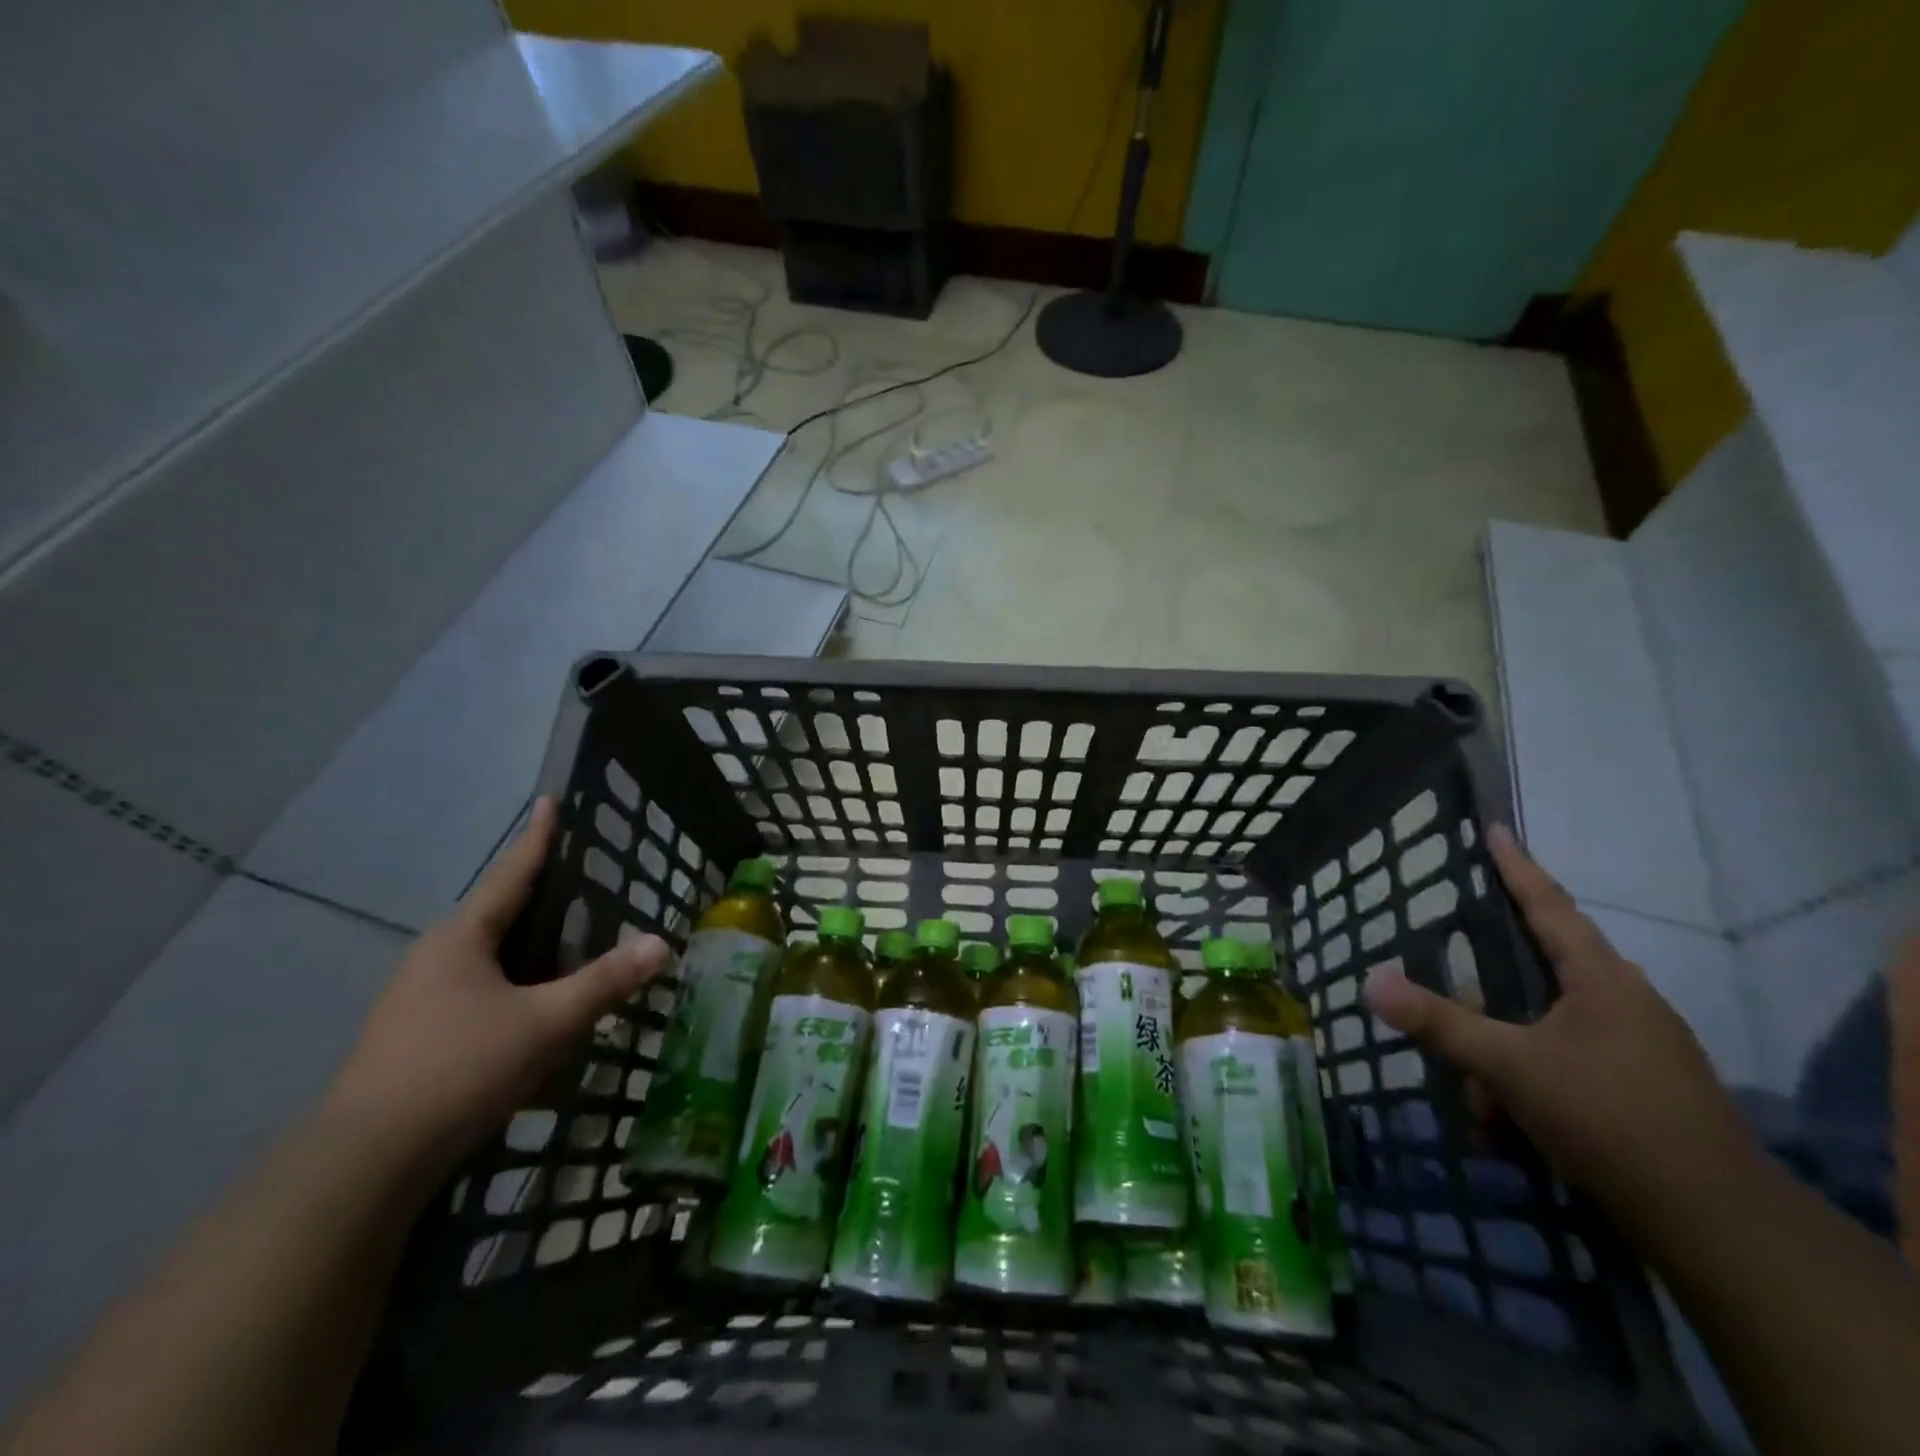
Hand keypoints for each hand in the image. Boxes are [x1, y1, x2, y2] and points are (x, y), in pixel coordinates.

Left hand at [325, 798, 667, 1170]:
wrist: (365, 1163)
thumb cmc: (461, 1069)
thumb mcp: (547, 1023)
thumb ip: (605, 982)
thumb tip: (661, 942)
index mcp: (461, 939)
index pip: (511, 874)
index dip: (537, 838)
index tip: (550, 801)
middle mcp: (433, 958)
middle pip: (498, 917)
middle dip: (539, 904)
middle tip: (583, 893)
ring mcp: (415, 999)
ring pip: (485, 961)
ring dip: (526, 956)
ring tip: (567, 959)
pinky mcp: (410, 1037)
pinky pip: (473, 994)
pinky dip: (509, 991)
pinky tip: (531, 1018)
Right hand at [1363, 824, 1760, 1231]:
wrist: (1717, 1226)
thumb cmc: (1609, 1118)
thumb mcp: (1509, 1067)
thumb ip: (1439, 1022)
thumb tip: (1370, 980)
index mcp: (1602, 980)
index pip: (1548, 906)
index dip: (1516, 866)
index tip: (1494, 828)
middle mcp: (1624, 1003)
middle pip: (1535, 976)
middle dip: (1485, 1004)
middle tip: (1452, 1014)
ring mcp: (1637, 1049)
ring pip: (1544, 1029)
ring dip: (1502, 1059)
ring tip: (1480, 1104)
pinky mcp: (1641, 1091)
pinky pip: (1565, 1065)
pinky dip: (1528, 1086)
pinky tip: (1508, 1128)